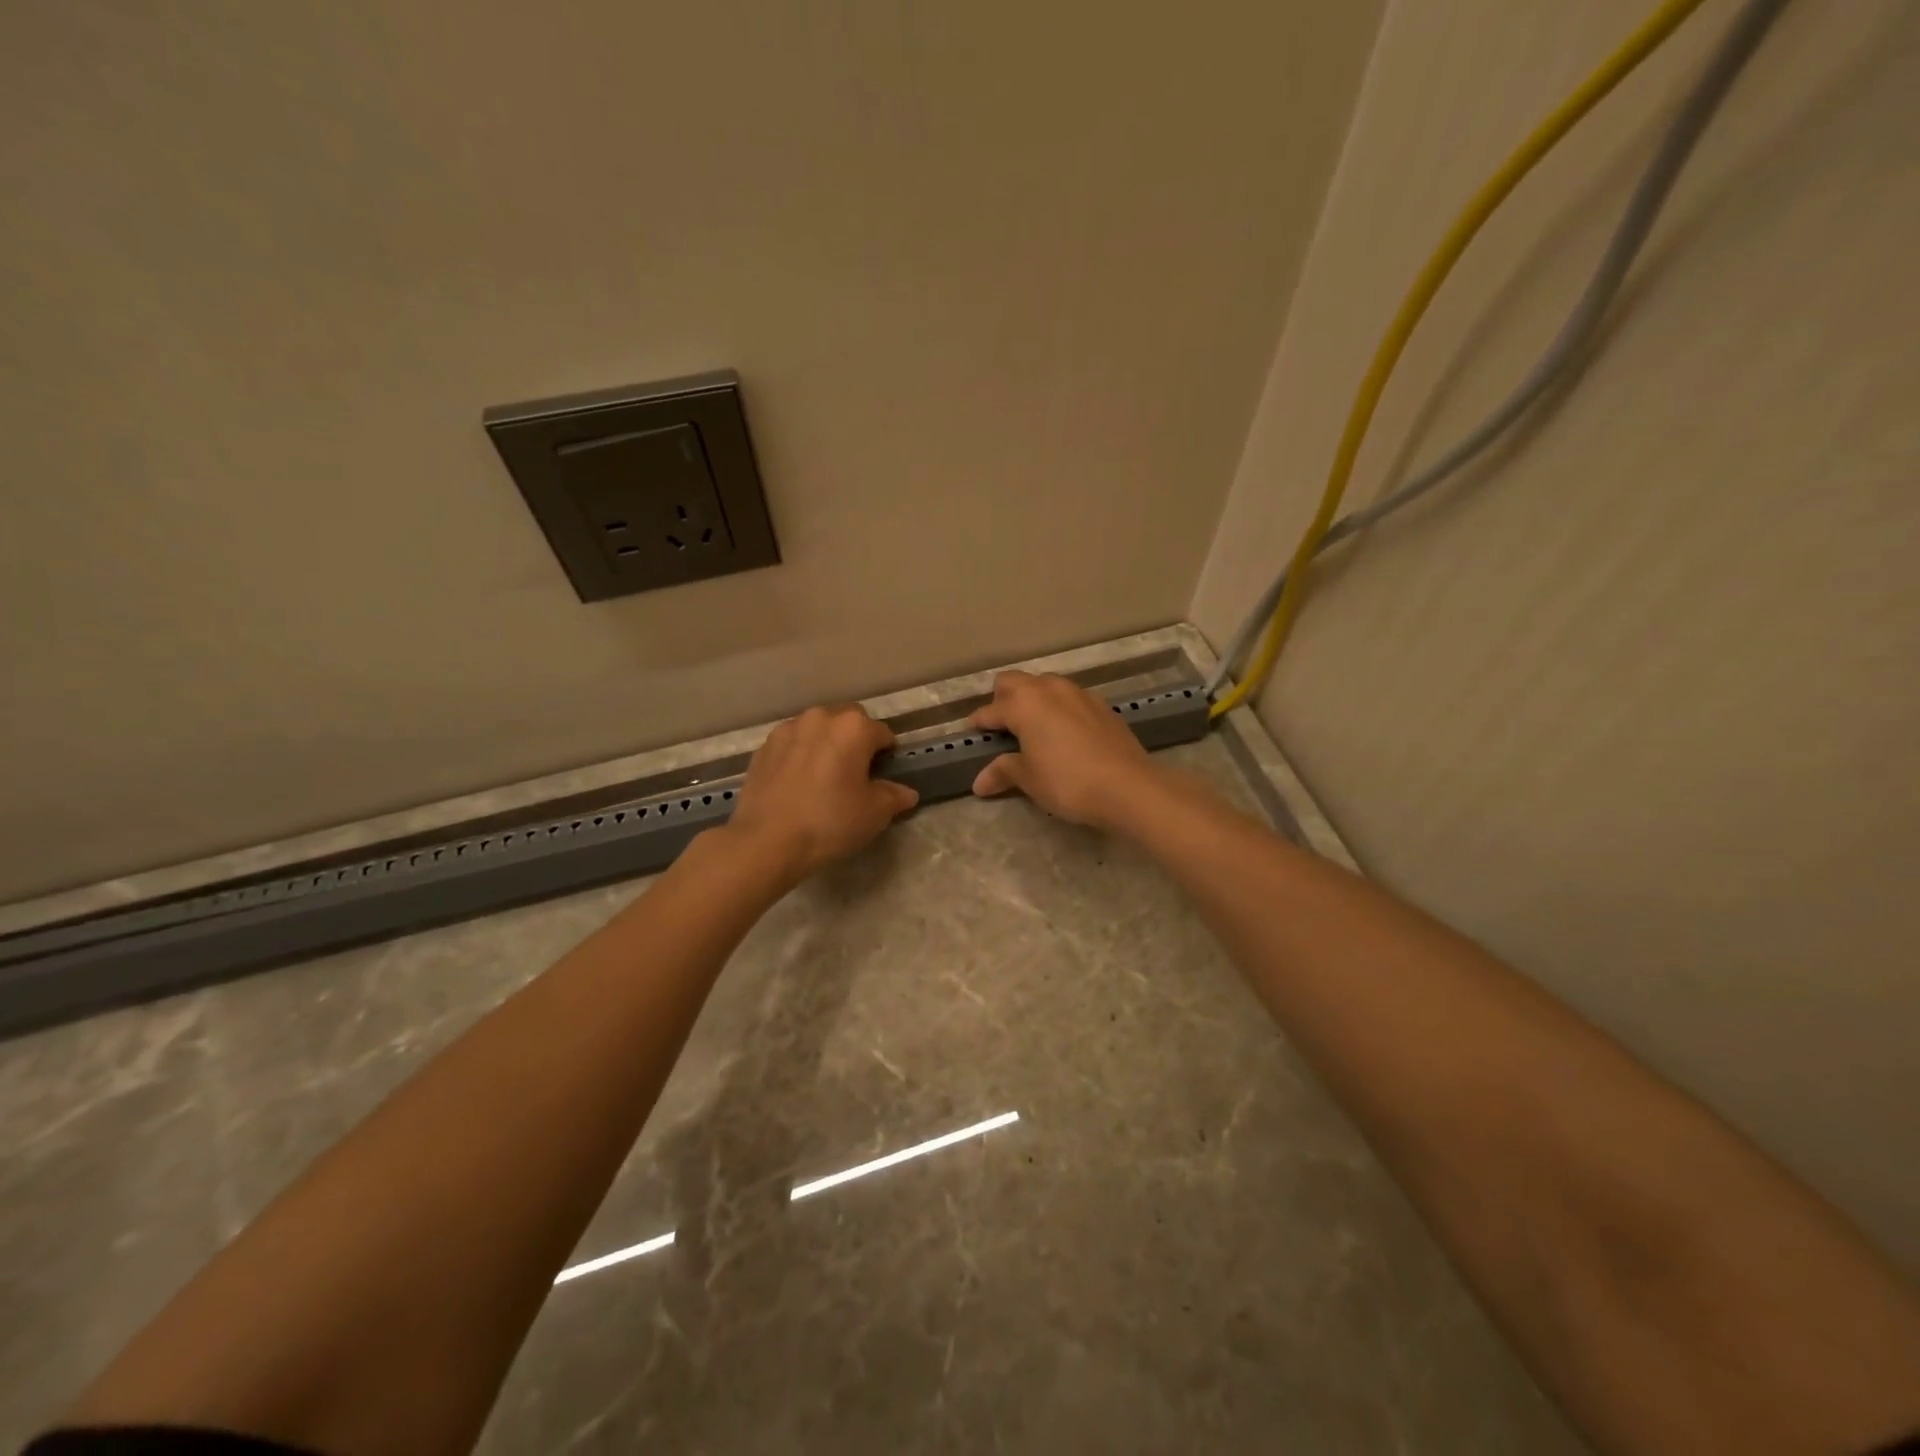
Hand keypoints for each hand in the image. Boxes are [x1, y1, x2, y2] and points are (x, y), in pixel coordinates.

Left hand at [728, 704, 918, 879]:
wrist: (766, 840)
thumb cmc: (830, 822)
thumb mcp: (874, 814)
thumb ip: (894, 797)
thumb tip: (906, 793)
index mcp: (854, 727)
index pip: (882, 734)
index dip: (887, 755)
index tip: (883, 776)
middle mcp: (821, 718)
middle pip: (848, 722)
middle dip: (856, 741)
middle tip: (855, 774)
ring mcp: (788, 729)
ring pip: (817, 730)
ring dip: (826, 745)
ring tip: (824, 777)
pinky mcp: (764, 747)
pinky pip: (792, 744)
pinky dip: (800, 755)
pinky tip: (798, 784)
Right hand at [967, 672, 1155, 827]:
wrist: (1128, 786)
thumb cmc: (1067, 781)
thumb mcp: (1029, 779)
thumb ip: (1004, 772)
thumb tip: (979, 783)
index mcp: (1024, 703)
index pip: (991, 710)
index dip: (978, 723)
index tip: (971, 734)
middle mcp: (1049, 689)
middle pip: (1015, 682)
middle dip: (1002, 699)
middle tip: (1001, 725)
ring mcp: (1079, 693)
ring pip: (1046, 685)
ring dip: (1033, 699)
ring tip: (1032, 727)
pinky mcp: (1102, 705)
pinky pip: (1070, 698)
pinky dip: (1059, 709)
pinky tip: (1064, 733)